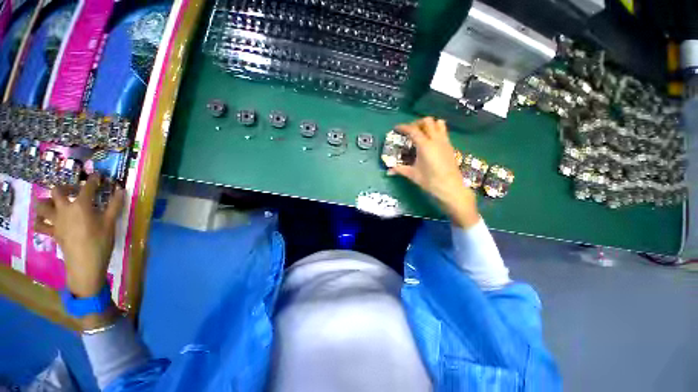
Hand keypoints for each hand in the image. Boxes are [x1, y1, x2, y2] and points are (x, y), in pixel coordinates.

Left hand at [34, 175, 123, 297]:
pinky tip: (46, 220)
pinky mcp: (52, 232)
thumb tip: (121, 190)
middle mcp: (64, 209)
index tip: (98, 176)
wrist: (85, 263)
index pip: (87, 187)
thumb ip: (115, 205)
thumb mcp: (111, 223)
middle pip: (57, 191)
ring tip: (55, 202)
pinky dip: (40, 220)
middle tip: (74, 190)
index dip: (93, 180)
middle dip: (65, 187)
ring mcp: (55, 221)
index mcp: (81, 205)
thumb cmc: (100, 241)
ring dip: (47, 201)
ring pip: (41, 205)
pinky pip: (39, 224)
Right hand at [388, 117, 479, 228]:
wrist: (451, 187)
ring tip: (421, 133)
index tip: (397, 128)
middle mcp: (435, 139)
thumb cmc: (430, 181)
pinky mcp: (450, 146)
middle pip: (427, 121)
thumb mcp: (413, 175)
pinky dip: (436, 130)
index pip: (413, 130)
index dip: (403, 127)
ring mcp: (444, 141)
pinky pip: (443, 131)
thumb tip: (388, 171)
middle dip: (417, 123)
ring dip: (429, 124)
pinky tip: (430, 141)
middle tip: (409, 131)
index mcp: (424, 145)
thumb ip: (400, 170)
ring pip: (438, 123)